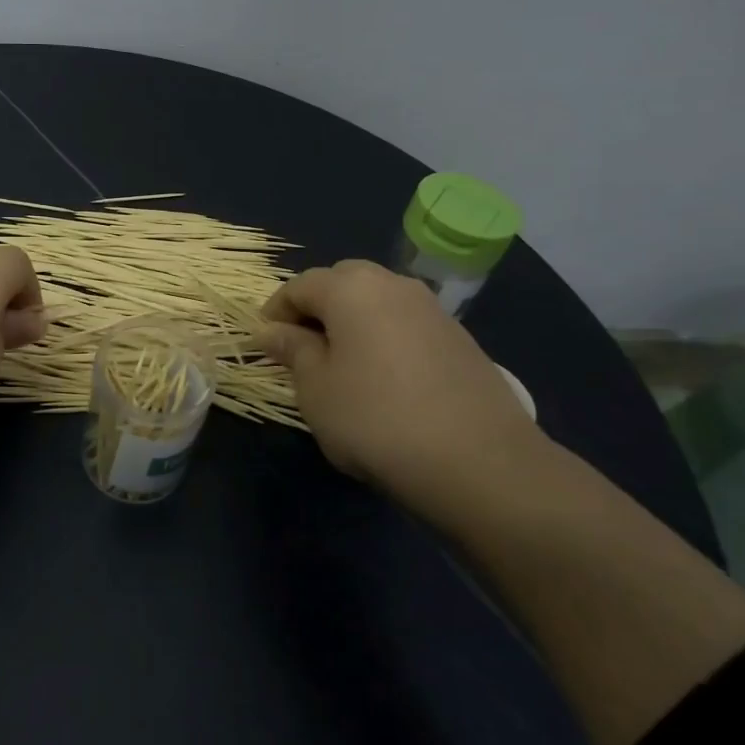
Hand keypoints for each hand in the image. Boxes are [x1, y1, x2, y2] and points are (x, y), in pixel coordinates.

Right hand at [257, 260, 546, 516]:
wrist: (480, 462)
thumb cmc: (376, 419)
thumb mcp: (316, 388)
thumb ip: (292, 350)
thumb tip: (271, 330)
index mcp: (351, 288)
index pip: (300, 285)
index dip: (275, 311)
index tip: (264, 342)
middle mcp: (393, 284)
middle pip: (342, 282)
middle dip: (316, 308)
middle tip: (301, 349)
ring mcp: (432, 309)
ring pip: (377, 301)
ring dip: (352, 322)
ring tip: (341, 365)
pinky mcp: (459, 338)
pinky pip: (405, 324)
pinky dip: (384, 338)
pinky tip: (384, 379)